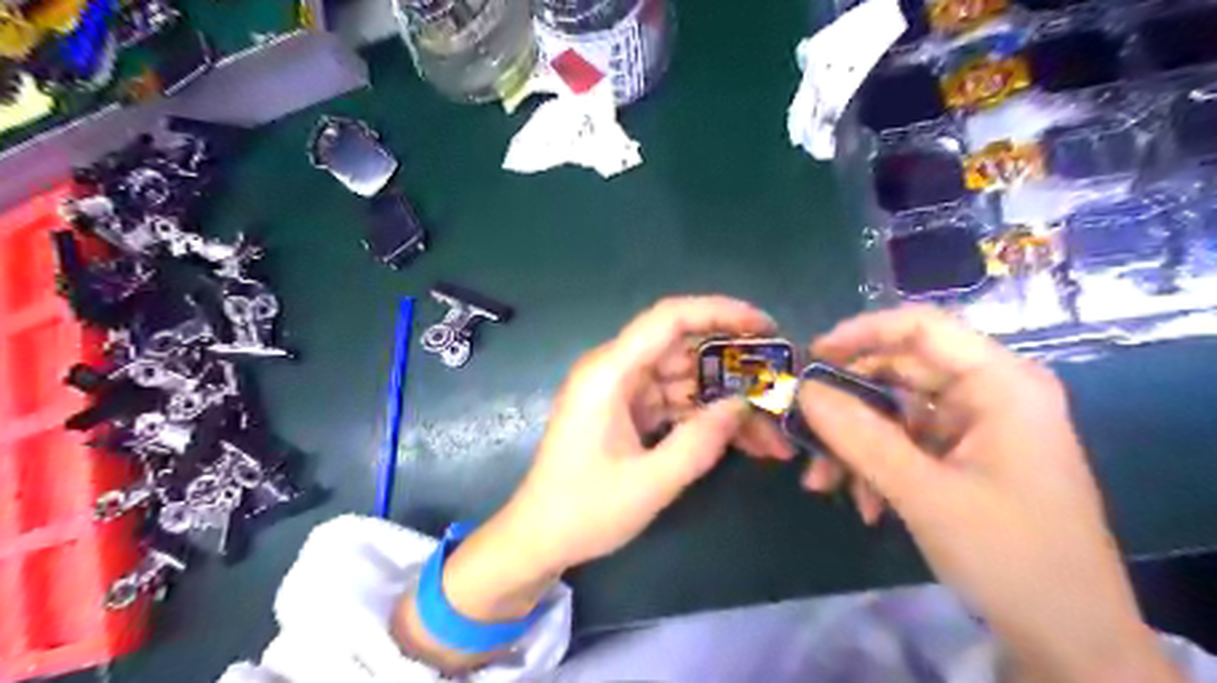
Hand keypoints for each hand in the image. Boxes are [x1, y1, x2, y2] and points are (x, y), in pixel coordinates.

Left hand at [498, 296, 795, 570]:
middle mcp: (614, 370)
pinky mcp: (626, 411)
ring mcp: (620, 391)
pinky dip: (703, 416)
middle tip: (778, 381)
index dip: (720, 312)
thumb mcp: (650, 482)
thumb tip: (743, 406)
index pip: (669, 318)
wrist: (539, 538)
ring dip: (723, 397)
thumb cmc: (585, 510)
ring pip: (683, 377)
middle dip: (732, 363)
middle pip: (681, 346)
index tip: (765, 327)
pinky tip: (740, 437)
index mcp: (609, 372)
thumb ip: (701, 441)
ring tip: (769, 425)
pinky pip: (673, 401)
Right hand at [796, 306, 1174, 681]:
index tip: (811, 358)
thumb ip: (859, 435)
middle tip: (804, 432)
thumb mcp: (922, 492)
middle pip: (901, 373)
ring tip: (824, 484)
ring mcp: (979, 427)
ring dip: (856, 445)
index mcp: (1001, 383)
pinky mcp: (968, 457)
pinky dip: (878, 466)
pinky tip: (864, 504)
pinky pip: (908, 443)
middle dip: (849, 407)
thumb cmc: (1009, 555)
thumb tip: (803, 389)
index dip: (861, 333)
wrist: (1069, 639)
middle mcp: (991, 393)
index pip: (922, 327)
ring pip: (896, 412)